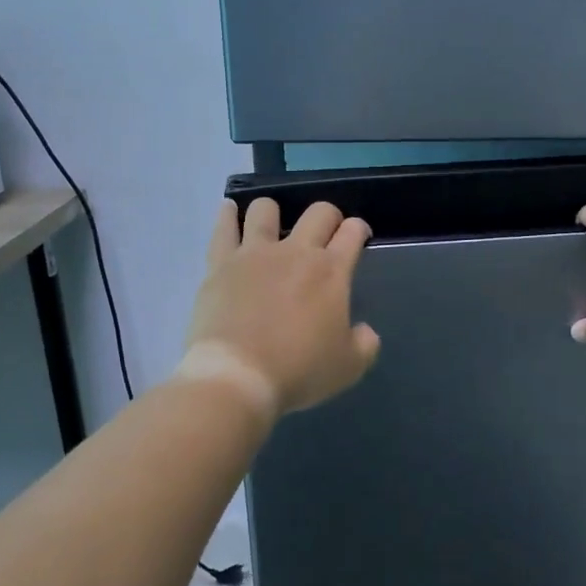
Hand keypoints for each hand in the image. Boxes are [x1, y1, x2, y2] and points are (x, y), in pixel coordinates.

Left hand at [179, 198, 380, 420]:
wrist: (238, 376)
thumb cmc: (298, 371)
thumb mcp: (349, 367)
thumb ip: (365, 344)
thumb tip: (363, 331)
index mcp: (331, 271)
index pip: (353, 232)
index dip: (359, 230)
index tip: (358, 237)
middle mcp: (296, 251)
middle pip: (319, 211)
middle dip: (328, 216)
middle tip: (325, 234)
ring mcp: (255, 253)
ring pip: (266, 209)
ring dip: (274, 212)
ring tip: (272, 224)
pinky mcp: (221, 263)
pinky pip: (223, 227)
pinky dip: (227, 215)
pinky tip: (229, 211)